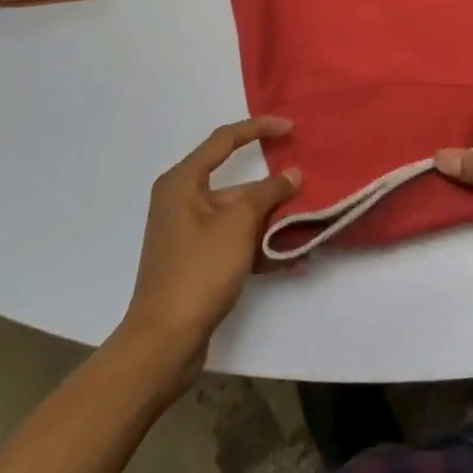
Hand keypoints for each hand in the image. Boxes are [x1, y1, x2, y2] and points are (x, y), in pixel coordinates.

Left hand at [117, 118, 299, 363]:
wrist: (163, 344)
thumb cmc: (198, 271)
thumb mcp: (238, 224)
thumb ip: (268, 193)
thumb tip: (292, 174)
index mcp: (182, 182)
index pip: (225, 139)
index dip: (259, 128)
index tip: (291, 128)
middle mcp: (182, 202)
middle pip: (236, 182)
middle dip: (272, 187)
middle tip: (306, 185)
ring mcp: (189, 234)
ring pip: (239, 214)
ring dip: (271, 219)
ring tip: (308, 223)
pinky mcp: (198, 262)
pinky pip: (235, 241)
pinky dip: (260, 246)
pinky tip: (293, 259)